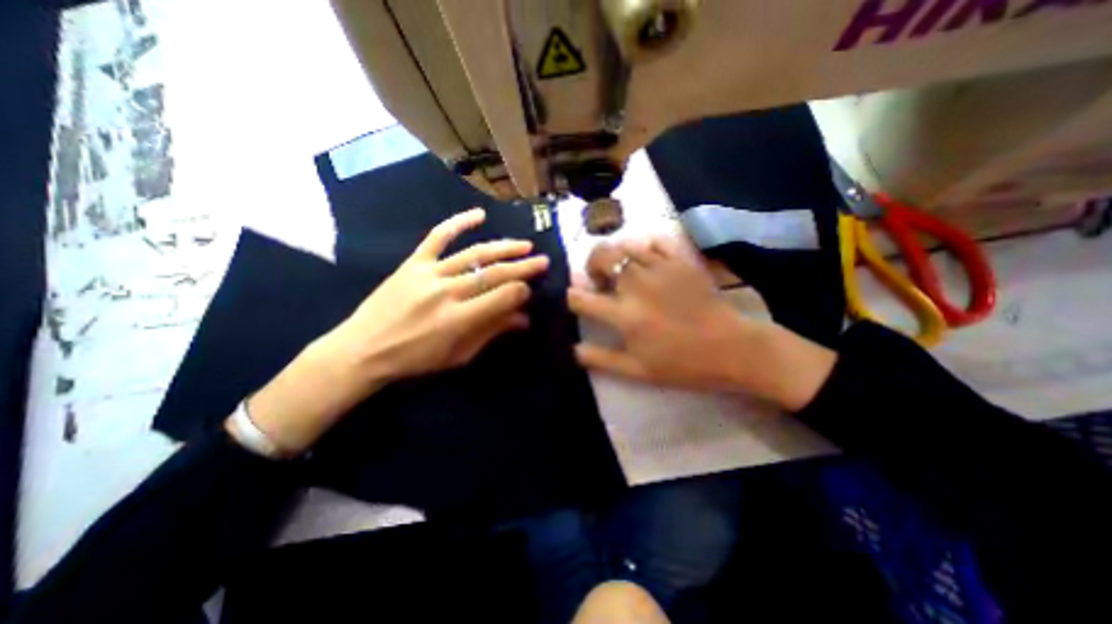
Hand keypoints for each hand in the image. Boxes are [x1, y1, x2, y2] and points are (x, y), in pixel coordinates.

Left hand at [331, 207, 547, 379]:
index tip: (531, 291)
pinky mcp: (413, 263)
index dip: (523, 291)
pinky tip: (479, 215)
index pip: (504, 296)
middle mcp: (447, 292)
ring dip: (503, 247)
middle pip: (494, 273)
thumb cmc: (416, 360)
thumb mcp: (459, 355)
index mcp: (459, 319)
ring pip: (474, 254)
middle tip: (543, 261)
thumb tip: (524, 319)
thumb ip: (492, 332)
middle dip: (524, 267)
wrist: (363, 349)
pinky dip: (458, 223)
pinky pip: (437, 237)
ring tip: (525, 245)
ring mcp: (429, 273)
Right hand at [566, 237, 832, 409]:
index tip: (574, 299)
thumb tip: (571, 350)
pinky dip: (644, 248)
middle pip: (601, 257)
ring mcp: (660, 269)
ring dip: (616, 255)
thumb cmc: (682, 364)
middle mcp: (637, 286)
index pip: (581, 298)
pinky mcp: (680, 262)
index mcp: (624, 315)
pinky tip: (647, 262)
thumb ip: (600, 359)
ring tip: (623, 270)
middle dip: (591, 265)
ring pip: (625, 245)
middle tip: (600, 279)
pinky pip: (654, 242)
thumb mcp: (637, 371)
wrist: (731, 348)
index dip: (571, 297)